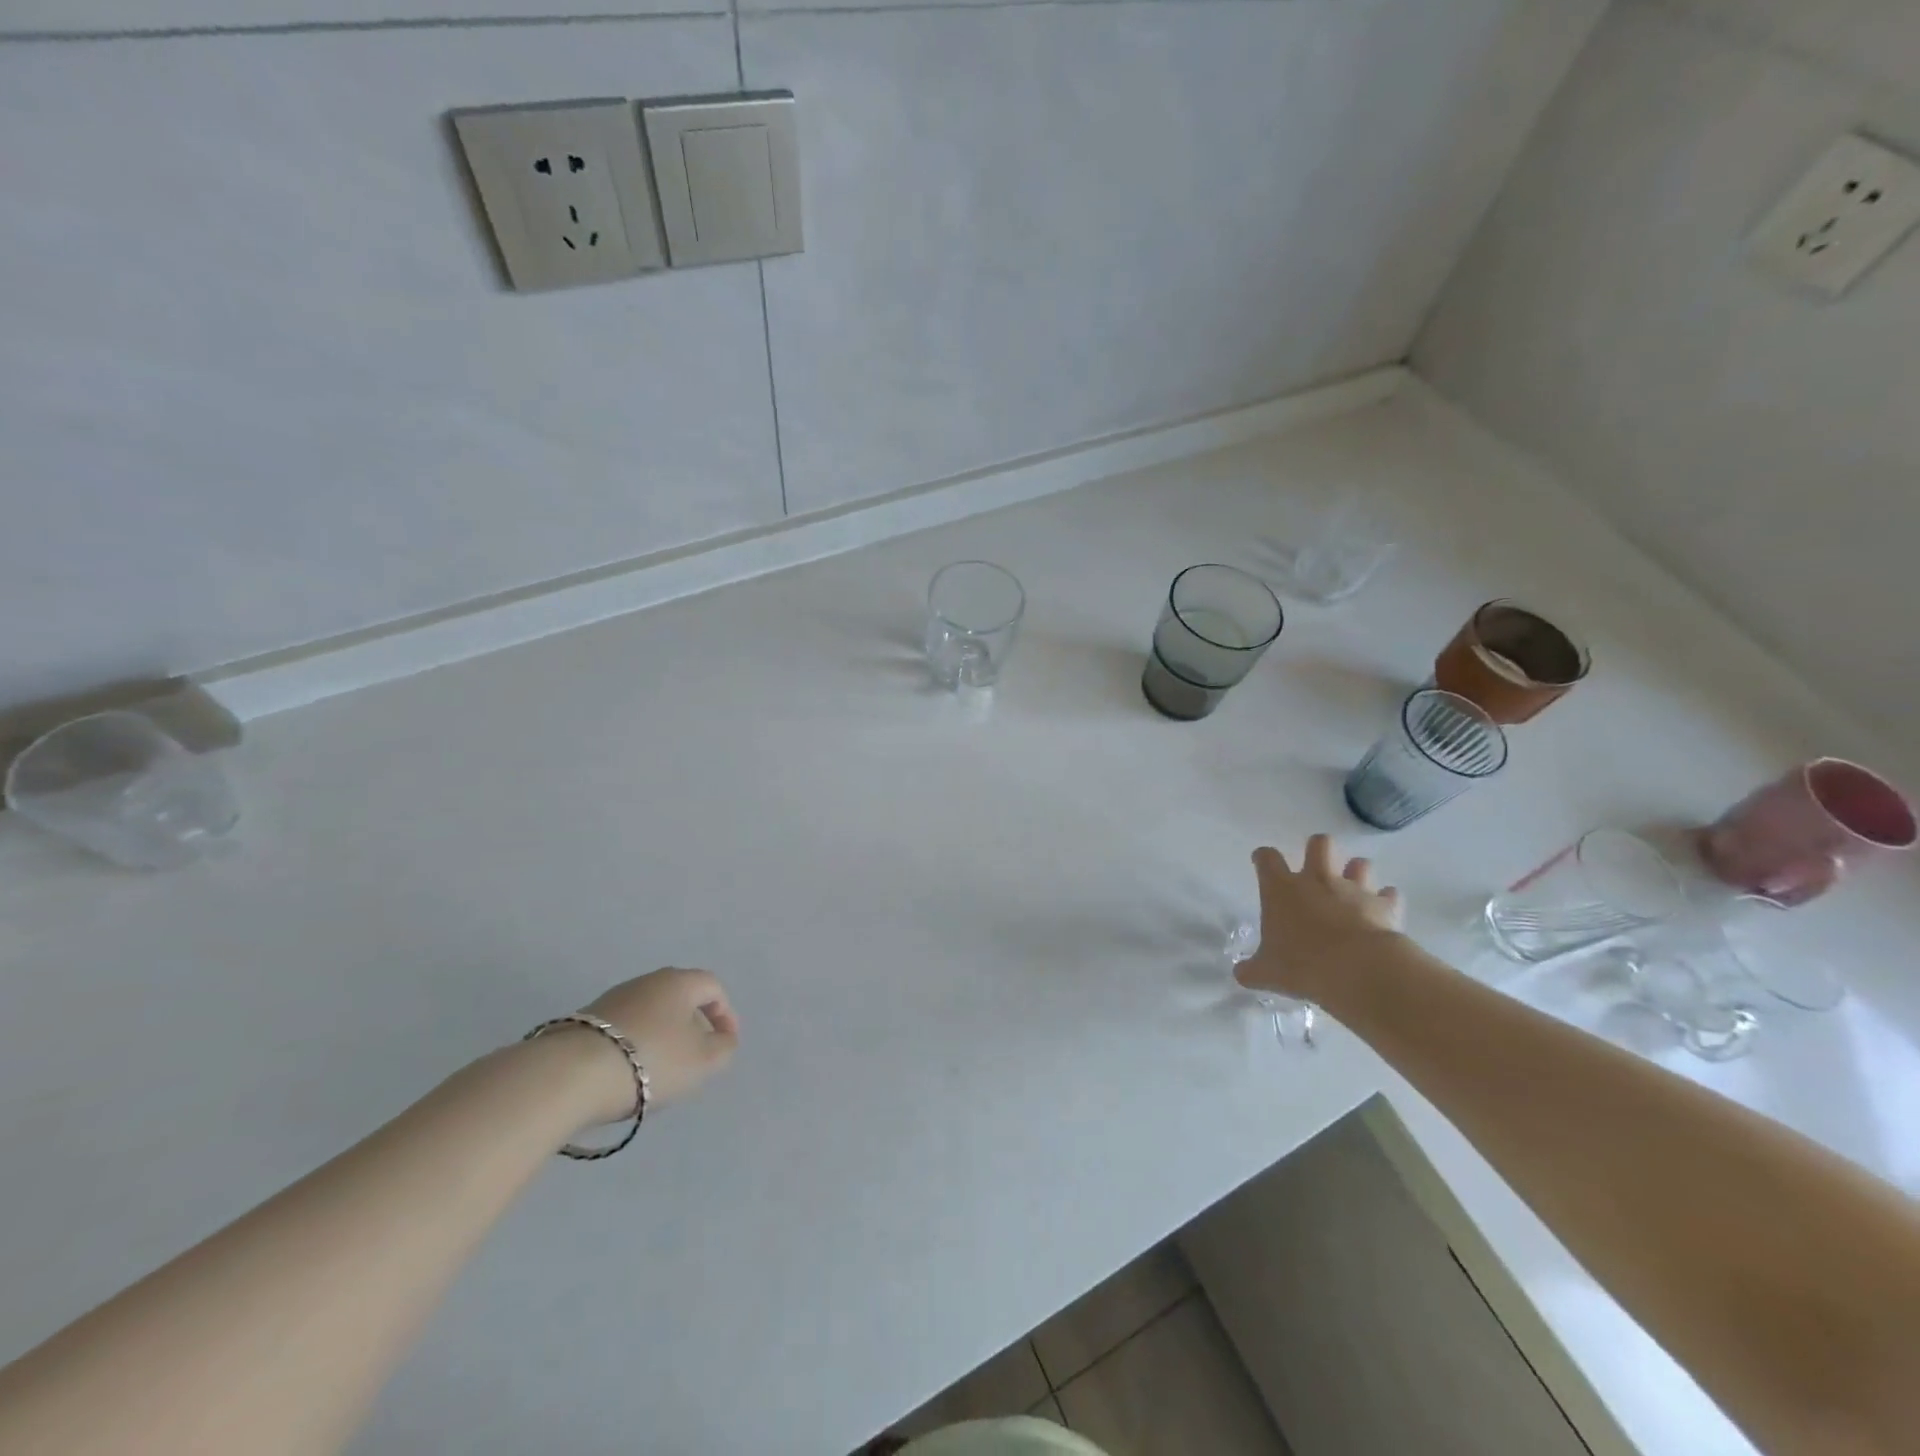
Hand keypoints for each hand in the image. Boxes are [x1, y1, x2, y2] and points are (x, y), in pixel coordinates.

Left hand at [561, 968, 740, 1123]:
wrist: (571, 1075)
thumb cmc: (652, 1059)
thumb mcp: (704, 1061)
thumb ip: (724, 1048)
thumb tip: (723, 1039)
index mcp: (679, 981)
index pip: (713, 987)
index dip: (725, 1014)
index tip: (725, 1044)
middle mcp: (647, 981)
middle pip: (680, 997)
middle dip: (693, 1025)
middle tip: (696, 1055)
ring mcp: (612, 999)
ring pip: (650, 1013)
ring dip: (662, 1036)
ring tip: (661, 1069)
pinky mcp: (584, 1022)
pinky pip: (623, 1029)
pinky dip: (635, 1045)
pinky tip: (629, 1072)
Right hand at [1235, 834, 1404, 1000]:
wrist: (1357, 971)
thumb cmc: (1302, 965)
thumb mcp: (1267, 972)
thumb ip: (1253, 969)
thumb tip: (1242, 974)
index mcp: (1282, 889)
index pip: (1267, 858)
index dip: (1263, 858)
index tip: (1262, 862)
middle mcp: (1317, 880)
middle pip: (1320, 844)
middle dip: (1318, 850)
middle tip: (1315, 869)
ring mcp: (1354, 890)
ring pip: (1360, 863)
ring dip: (1356, 873)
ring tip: (1354, 889)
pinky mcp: (1384, 906)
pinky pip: (1389, 895)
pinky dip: (1386, 901)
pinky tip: (1382, 913)